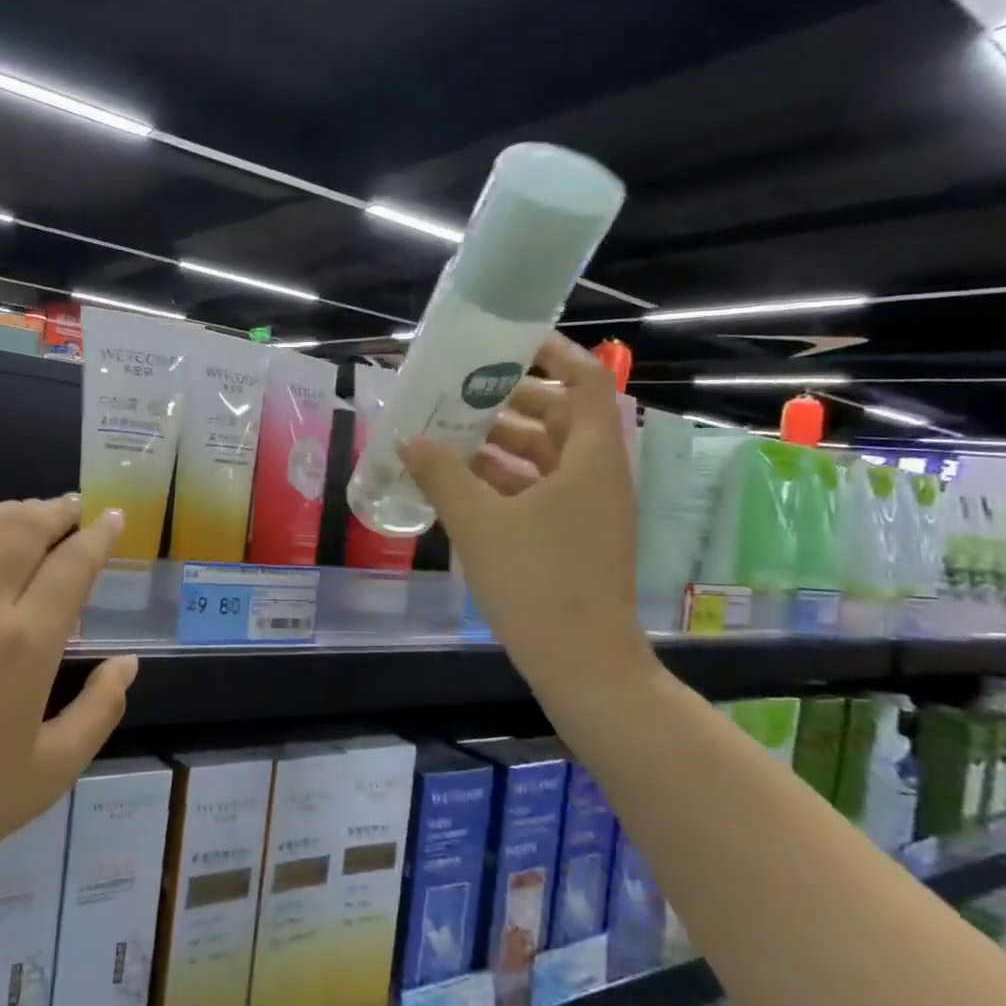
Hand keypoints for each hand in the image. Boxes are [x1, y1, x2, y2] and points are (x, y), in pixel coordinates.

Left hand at [0, 489, 136, 901]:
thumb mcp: (51, 772)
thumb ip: (99, 710)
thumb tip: (128, 662)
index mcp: (27, 645)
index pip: (74, 566)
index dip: (99, 536)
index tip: (113, 518)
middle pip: (26, 532)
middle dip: (57, 512)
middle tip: (73, 507)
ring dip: (9, 507)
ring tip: (28, 506)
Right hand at [399, 333, 651, 696]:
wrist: (581, 663)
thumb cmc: (535, 581)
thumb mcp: (478, 522)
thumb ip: (442, 474)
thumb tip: (409, 438)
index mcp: (589, 458)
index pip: (584, 381)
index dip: (552, 354)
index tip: (507, 343)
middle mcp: (596, 475)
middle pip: (559, 417)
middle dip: (510, 402)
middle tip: (459, 394)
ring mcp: (587, 509)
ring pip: (545, 457)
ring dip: (501, 444)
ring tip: (448, 435)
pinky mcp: (574, 537)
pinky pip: (539, 490)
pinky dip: (504, 480)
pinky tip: (461, 483)